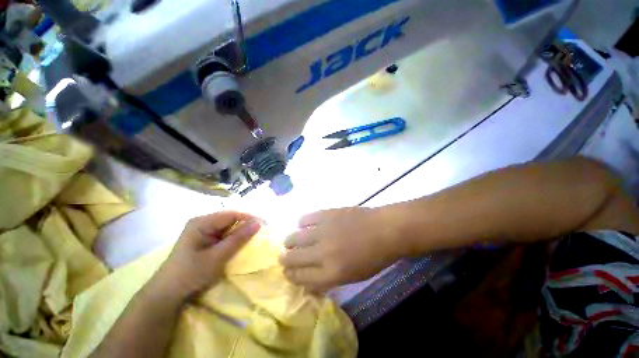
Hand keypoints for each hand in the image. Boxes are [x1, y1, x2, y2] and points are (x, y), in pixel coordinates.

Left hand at [149, 211, 261, 301]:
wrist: (167, 293)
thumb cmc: (191, 273)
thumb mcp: (218, 256)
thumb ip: (238, 239)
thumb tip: (258, 224)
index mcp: (202, 222)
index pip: (232, 214)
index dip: (249, 218)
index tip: (264, 225)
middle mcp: (202, 222)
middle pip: (230, 219)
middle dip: (245, 225)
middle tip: (260, 233)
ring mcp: (202, 230)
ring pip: (228, 226)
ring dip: (239, 232)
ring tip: (252, 238)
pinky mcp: (203, 239)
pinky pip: (223, 234)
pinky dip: (232, 238)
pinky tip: (239, 244)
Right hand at [279, 207, 404, 290]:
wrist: (384, 230)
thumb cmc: (373, 257)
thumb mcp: (352, 277)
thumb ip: (328, 279)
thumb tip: (308, 281)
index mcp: (331, 273)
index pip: (301, 278)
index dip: (290, 276)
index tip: (286, 272)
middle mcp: (323, 253)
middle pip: (293, 258)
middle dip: (285, 260)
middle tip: (284, 257)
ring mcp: (323, 231)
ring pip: (295, 238)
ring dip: (290, 241)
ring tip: (290, 241)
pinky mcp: (326, 214)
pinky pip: (305, 219)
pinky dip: (302, 223)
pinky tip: (304, 225)